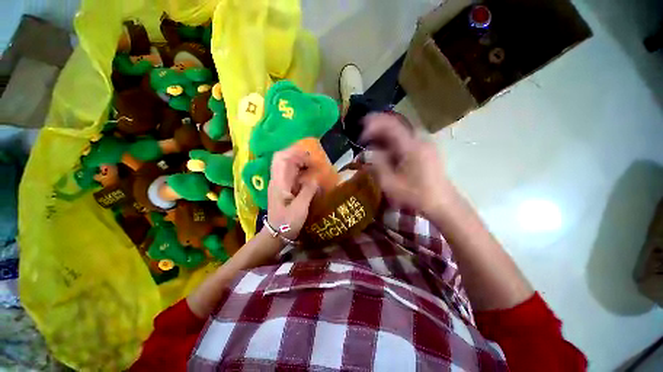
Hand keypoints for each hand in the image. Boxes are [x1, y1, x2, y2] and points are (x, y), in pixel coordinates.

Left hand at [267, 146, 318, 239]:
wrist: (276, 234)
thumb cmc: (287, 223)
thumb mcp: (300, 208)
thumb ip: (308, 191)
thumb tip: (316, 178)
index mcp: (279, 182)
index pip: (281, 158)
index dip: (294, 152)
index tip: (309, 156)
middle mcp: (277, 180)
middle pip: (284, 159)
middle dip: (298, 156)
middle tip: (313, 160)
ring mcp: (280, 184)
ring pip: (288, 166)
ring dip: (300, 163)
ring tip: (314, 166)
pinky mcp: (284, 189)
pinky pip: (292, 175)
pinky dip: (301, 172)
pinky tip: (310, 176)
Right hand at [360, 112, 450, 214]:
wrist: (442, 205)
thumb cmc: (415, 195)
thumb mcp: (390, 183)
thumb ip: (377, 165)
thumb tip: (367, 153)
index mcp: (411, 146)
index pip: (390, 125)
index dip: (373, 126)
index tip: (360, 134)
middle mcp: (420, 140)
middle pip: (396, 126)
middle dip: (377, 129)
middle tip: (363, 137)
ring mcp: (425, 145)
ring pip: (401, 133)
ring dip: (385, 136)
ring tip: (372, 145)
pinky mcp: (427, 151)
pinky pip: (406, 140)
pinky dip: (393, 143)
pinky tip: (386, 152)